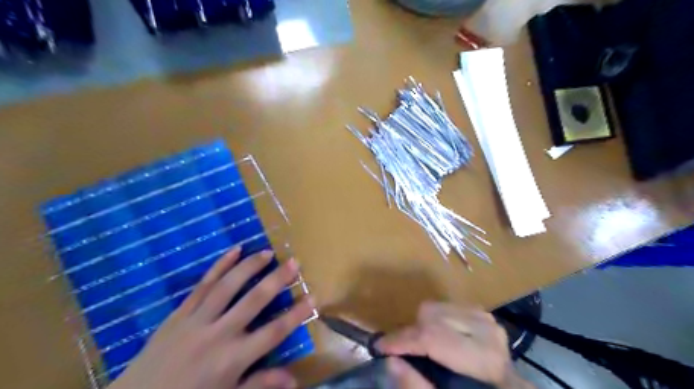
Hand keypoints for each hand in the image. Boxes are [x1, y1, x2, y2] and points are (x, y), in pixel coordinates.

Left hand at [108, 248, 314, 387]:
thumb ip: (260, 384)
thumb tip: (294, 380)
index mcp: (233, 359)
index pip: (273, 333)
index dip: (296, 315)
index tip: (313, 298)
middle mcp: (218, 334)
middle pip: (254, 301)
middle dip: (277, 280)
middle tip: (294, 262)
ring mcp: (197, 320)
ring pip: (228, 286)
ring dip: (250, 266)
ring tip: (268, 252)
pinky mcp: (180, 313)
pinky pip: (202, 285)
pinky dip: (219, 266)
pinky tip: (234, 250)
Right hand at [377, 301, 532, 388]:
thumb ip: (417, 386)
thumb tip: (390, 360)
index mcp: (483, 360)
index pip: (433, 338)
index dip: (402, 341)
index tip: (380, 347)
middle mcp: (487, 333)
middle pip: (431, 316)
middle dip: (410, 333)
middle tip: (401, 351)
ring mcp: (487, 320)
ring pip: (436, 307)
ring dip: (422, 325)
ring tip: (421, 346)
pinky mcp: (484, 314)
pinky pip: (446, 306)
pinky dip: (434, 319)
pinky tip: (438, 337)